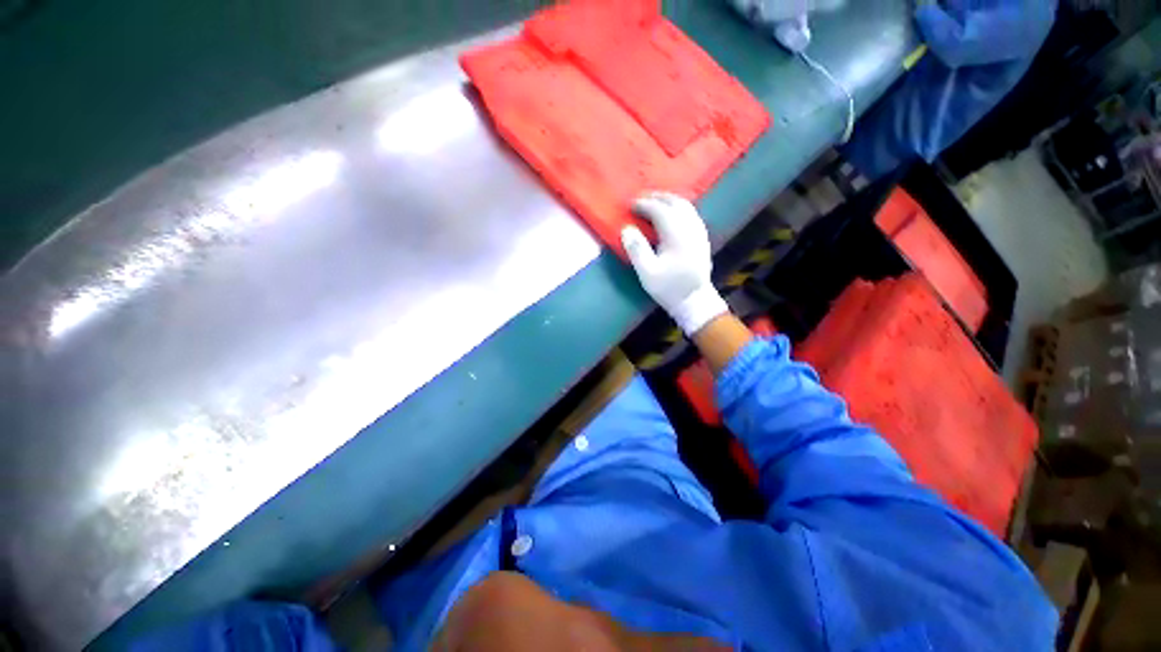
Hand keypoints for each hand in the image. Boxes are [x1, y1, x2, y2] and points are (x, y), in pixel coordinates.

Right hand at [621, 192, 728, 335]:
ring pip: (686, 206)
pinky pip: (691, 214)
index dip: (644, 205)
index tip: (630, 205)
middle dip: (657, 198)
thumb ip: (636, 249)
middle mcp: (691, 228)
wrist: (694, 301)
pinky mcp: (702, 238)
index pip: (660, 211)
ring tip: (653, 203)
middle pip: (676, 203)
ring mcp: (699, 232)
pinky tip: (670, 215)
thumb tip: (627, 228)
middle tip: (640, 200)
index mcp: (677, 236)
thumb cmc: (669, 288)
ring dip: (669, 201)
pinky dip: (678, 208)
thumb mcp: (647, 273)